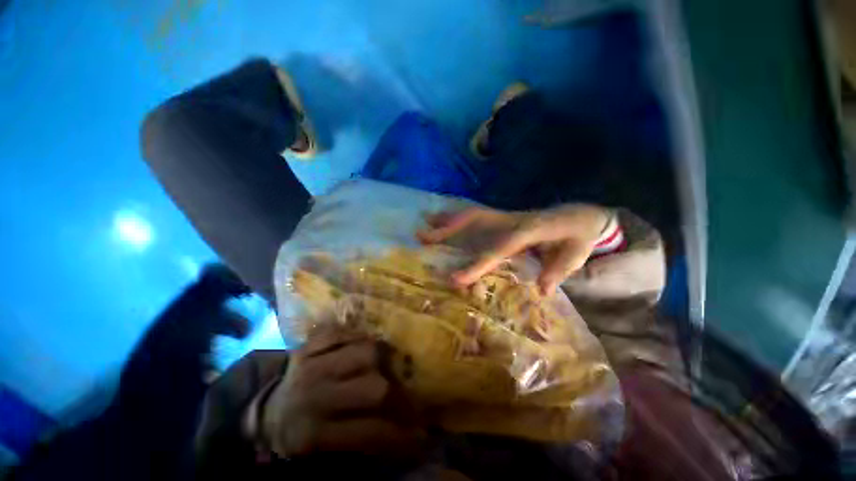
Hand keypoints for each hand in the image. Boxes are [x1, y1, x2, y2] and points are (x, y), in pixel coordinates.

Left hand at [255, 325, 421, 458]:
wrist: (266, 412)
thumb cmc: (299, 435)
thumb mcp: (323, 452)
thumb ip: (361, 442)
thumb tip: (404, 436)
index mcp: (315, 434)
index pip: (370, 434)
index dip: (400, 436)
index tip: (420, 436)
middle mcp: (314, 397)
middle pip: (373, 388)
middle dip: (396, 393)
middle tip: (403, 394)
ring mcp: (311, 364)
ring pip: (365, 350)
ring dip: (382, 357)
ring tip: (385, 364)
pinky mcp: (308, 344)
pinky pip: (343, 331)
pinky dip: (356, 335)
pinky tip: (361, 345)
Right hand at [417, 204, 611, 293]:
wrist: (581, 215)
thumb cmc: (580, 236)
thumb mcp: (575, 255)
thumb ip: (557, 271)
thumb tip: (540, 291)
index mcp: (530, 230)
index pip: (498, 248)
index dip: (477, 263)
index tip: (455, 279)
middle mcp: (512, 220)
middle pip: (475, 221)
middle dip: (448, 229)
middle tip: (422, 236)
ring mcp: (505, 217)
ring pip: (472, 216)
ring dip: (447, 220)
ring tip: (424, 224)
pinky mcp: (503, 219)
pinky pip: (477, 218)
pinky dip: (458, 219)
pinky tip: (444, 222)